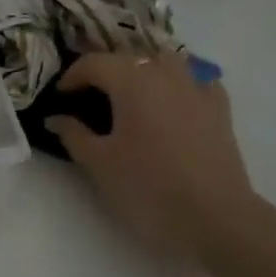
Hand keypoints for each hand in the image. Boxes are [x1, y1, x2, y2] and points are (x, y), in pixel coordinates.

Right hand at [45, 51, 257, 263]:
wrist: (214, 219)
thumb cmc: (147, 188)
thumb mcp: (98, 163)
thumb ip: (73, 134)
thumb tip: (55, 118)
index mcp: (132, 82)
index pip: (94, 63)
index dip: (72, 76)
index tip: (61, 96)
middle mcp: (165, 74)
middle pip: (129, 58)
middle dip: (105, 71)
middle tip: (88, 96)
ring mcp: (198, 89)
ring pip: (165, 61)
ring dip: (142, 69)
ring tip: (129, 93)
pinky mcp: (220, 109)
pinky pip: (195, 80)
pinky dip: (177, 82)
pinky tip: (171, 100)